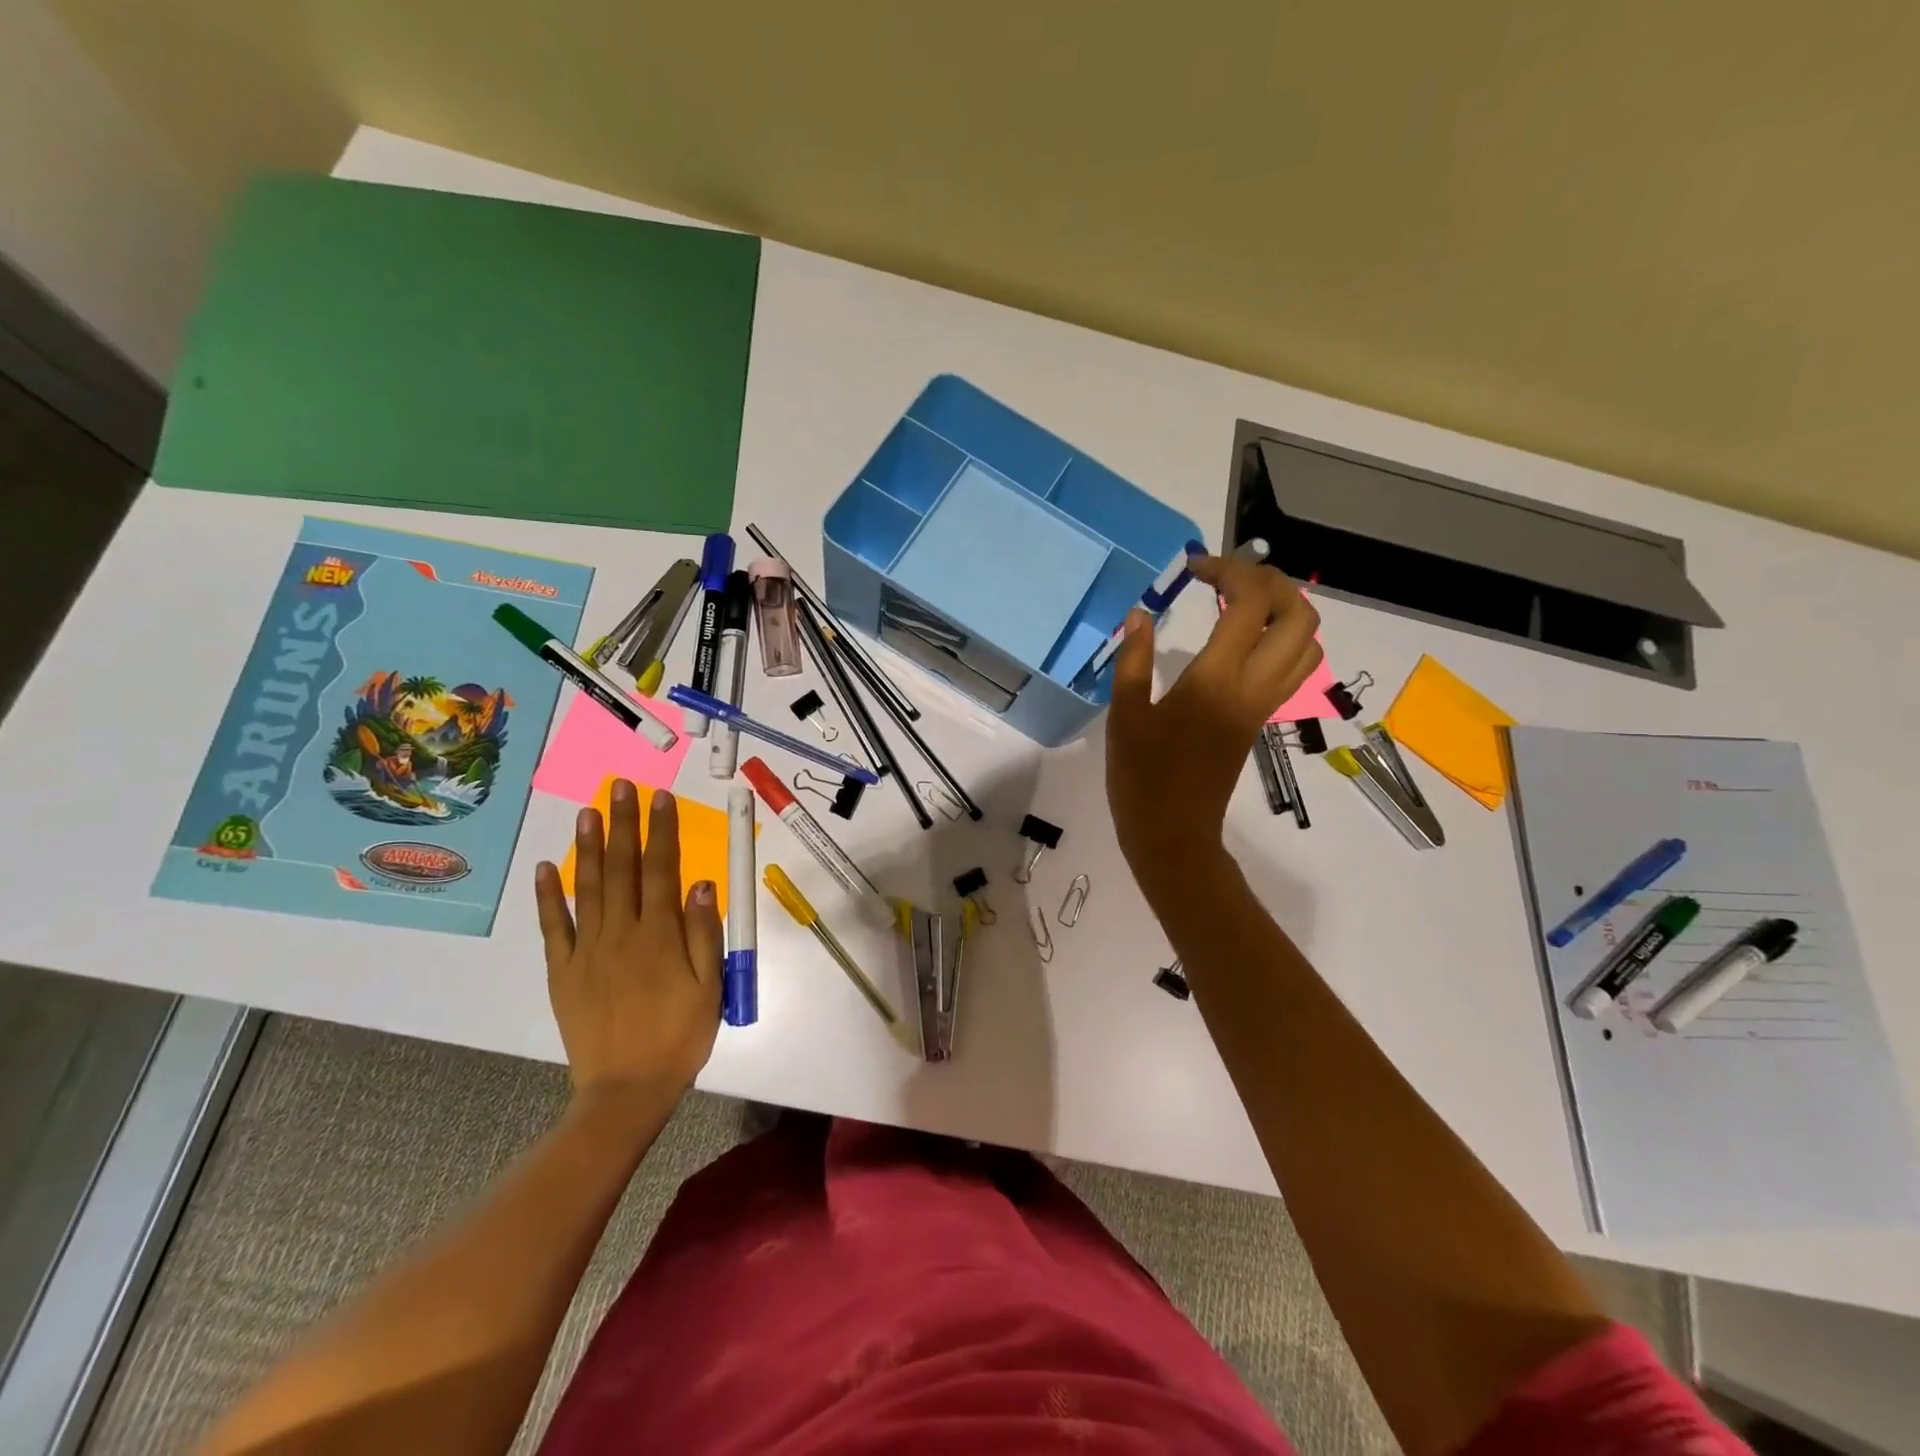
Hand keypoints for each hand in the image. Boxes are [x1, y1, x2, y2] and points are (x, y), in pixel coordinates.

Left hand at [534, 783, 722, 1113]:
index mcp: (660, 935)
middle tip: (619, 787)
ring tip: (586, 812)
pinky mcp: (563, 971)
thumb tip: (701, 884)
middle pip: (621, 868)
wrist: (626, 1091)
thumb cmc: (679, 1037)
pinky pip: (554, 927)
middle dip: (622, 824)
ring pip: (587, 888)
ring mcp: (587, 950)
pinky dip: (548, 896)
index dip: (661, 831)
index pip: (661, 869)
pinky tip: (546, 868)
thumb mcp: (710, 987)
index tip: (660, 798)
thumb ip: (705, 933)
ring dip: (587, 847)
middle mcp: (621, 932)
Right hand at [1106, 556, 1321, 900]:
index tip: (1194, 568)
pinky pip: (1294, 667)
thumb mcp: (1125, 715)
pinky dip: (1282, 638)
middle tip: (1227, 578)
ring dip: (1283, 609)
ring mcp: (1264, 704)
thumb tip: (1138, 614)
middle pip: (1297, 615)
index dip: (1228, 572)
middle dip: (1268, 582)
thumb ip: (1134, 660)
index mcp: (1217, 680)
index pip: (1248, 605)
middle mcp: (1253, 686)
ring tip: (1240, 602)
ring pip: (1306, 642)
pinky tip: (1244, 639)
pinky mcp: (1262, 718)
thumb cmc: (1141, 777)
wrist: (1173, 834)